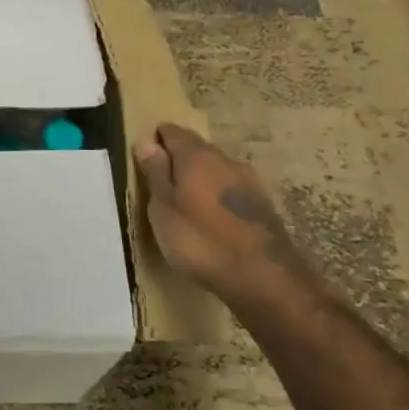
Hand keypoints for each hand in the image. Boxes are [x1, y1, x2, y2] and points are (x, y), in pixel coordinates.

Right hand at [133, 124, 325, 316]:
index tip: (143, 157)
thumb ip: (155, 173)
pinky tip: (210, 218)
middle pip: (196, 149)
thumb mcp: (163, 209)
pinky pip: (231, 190)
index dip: (156, 139)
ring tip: (184, 203)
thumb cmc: (200, 240)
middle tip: (159, 183)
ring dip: (200, 179)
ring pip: (216, 170)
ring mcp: (250, 182)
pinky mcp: (264, 205)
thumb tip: (147, 142)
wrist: (265, 278)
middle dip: (178, 159)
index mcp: (197, 156)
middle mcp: (226, 160)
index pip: (172, 131)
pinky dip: (217, 197)